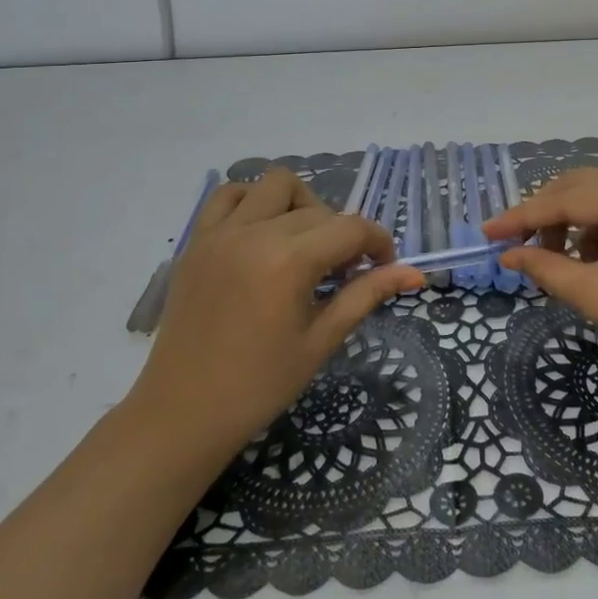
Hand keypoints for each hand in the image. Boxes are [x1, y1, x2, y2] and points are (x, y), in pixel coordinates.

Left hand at [128, 169, 423, 461]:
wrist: (182, 414)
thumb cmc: (259, 386)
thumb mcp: (321, 341)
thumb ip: (367, 295)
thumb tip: (414, 273)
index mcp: (288, 262)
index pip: (351, 228)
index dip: (378, 242)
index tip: (384, 266)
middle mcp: (254, 234)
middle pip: (319, 210)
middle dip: (342, 234)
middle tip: (343, 273)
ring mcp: (220, 233)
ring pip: (275, 185)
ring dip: (300, 204)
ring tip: (303, 243)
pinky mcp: (197, 241)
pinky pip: (228, 195)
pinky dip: (252, 200)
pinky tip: (262, 233)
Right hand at [484, 168, 597, 380]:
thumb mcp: (597, 294)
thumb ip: (546, 268)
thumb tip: (506, 255)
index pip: (566, 197)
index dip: (522, 217)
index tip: (487, 232)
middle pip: (581, 186)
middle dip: (544, 216)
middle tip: (513, 246)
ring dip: (569, 224)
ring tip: (552, 261)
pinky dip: (595, 231)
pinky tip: (587, 260)